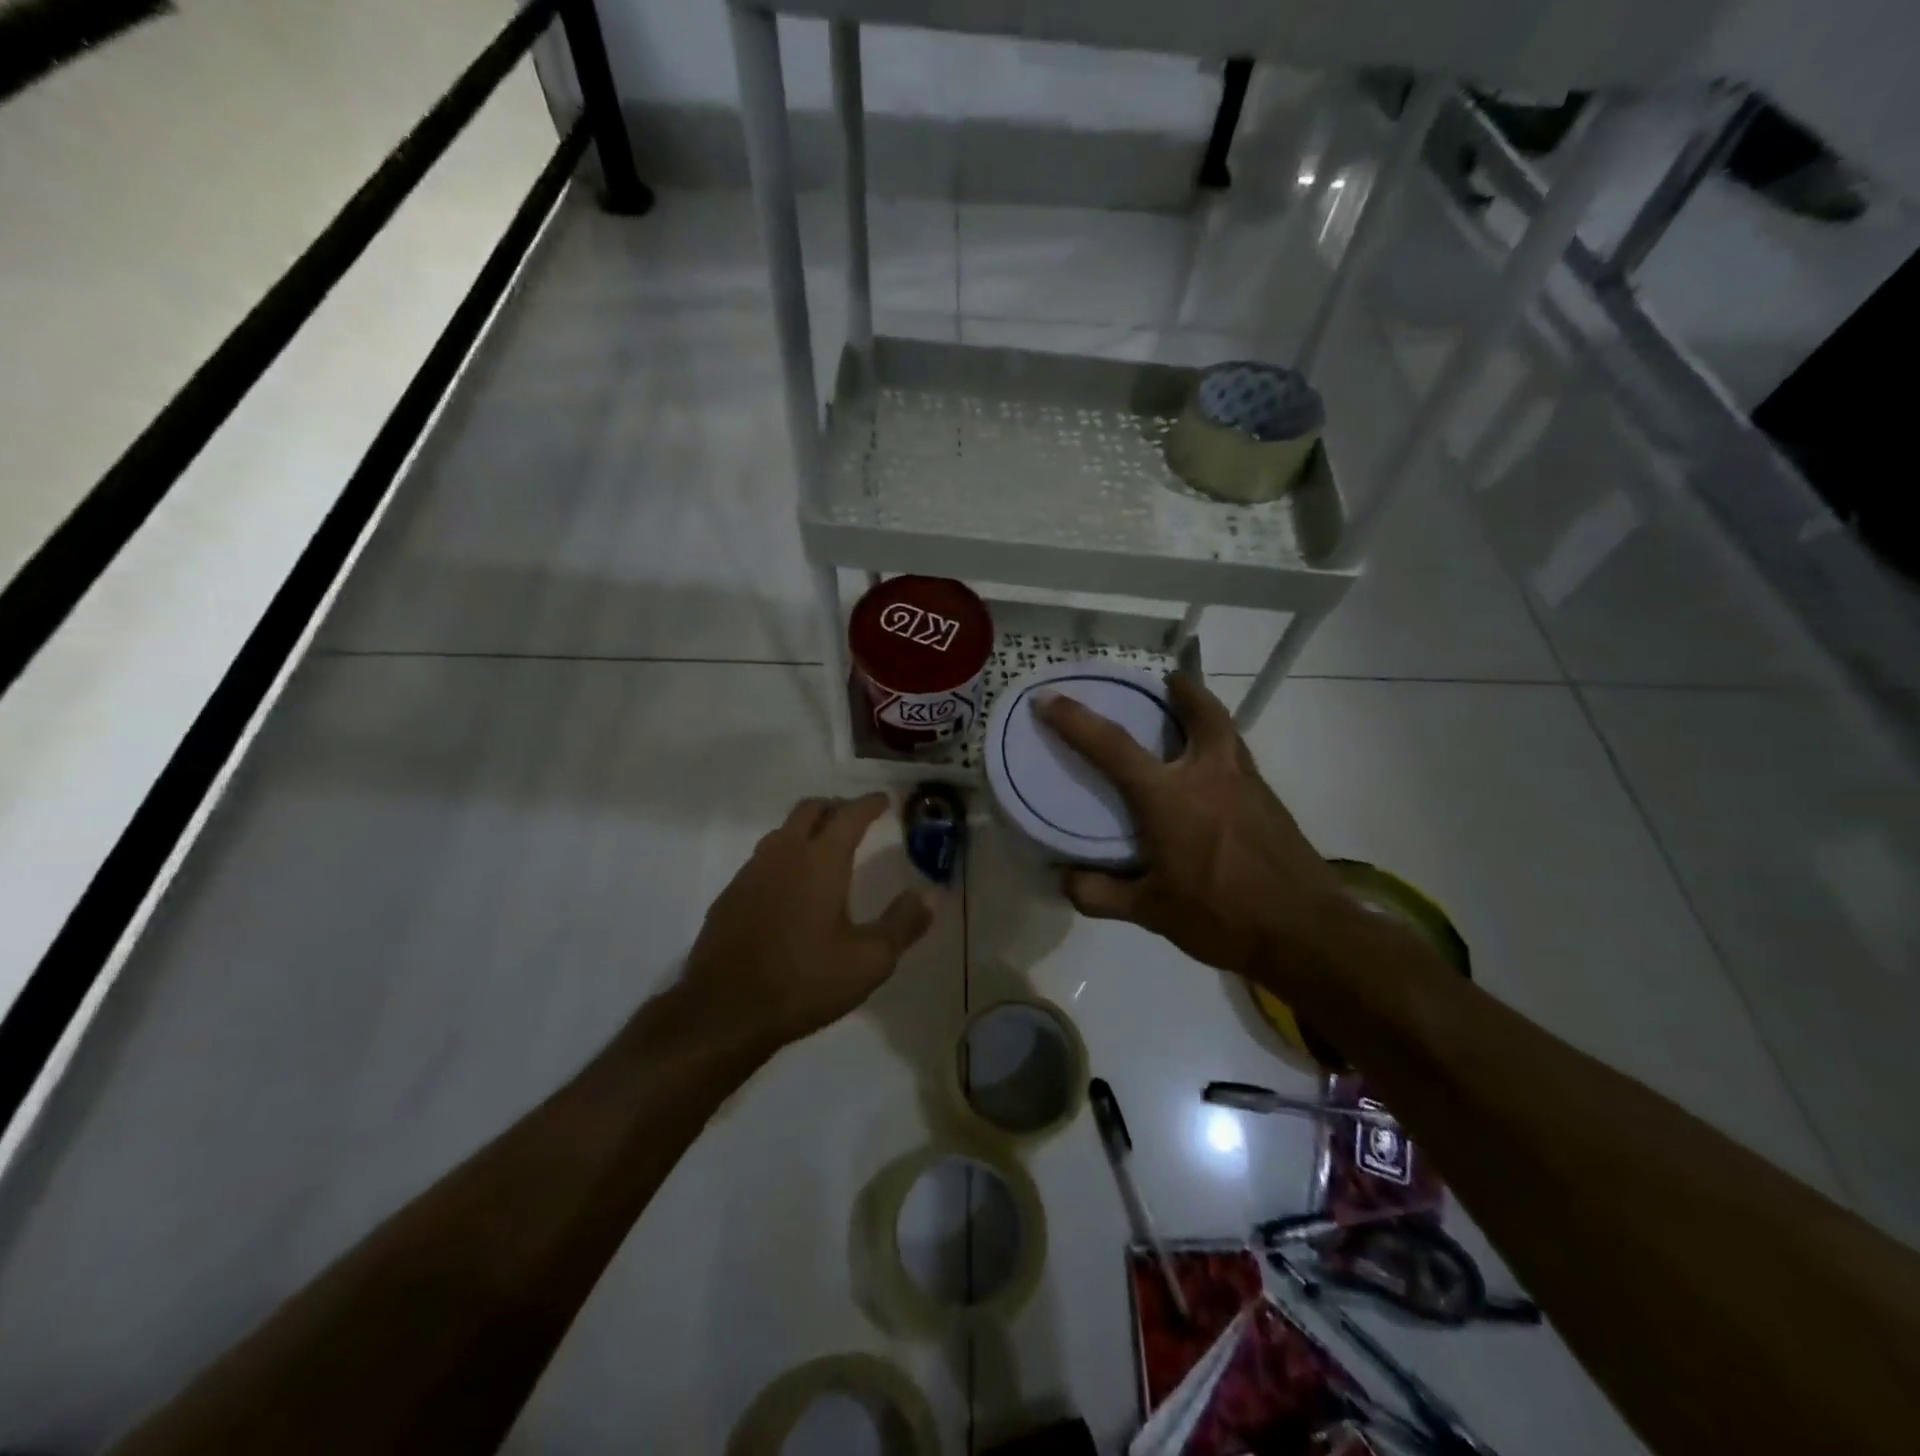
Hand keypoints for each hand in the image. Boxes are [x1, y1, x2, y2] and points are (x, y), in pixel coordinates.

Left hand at [684, 794, 934, 1049]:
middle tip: (855, 819)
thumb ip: (903, 923)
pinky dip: (784, 857)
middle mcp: (784, 854)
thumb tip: (931, 894)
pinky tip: (790, 887)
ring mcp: (751, 873)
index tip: (884, 800)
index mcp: (821, 861)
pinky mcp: (730, 895)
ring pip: (782, 832)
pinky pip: (762, 860)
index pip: (849, 815)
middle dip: (835, 808)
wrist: (724, 1011)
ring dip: (806, 830)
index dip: (869, 804)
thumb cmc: (804, 981)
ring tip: (825, 848)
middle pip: (810, 810)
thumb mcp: (869, 960)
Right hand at [1034, 673, 1350, 982]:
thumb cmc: (1222, 917)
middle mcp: (1210, 776)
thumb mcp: (1151, 912)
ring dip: (1207, 714)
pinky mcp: (1271, 803)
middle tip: (1166, 682)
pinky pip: (1241, 759)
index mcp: (1171, 798)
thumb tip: (1064, 879)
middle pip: (1201, 713)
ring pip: (1227, 731)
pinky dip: (1223, 749)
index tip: (1048, 698)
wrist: (1307, 934)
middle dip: (1182, 690)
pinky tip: (1214, 778)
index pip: (1112, 747)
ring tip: (1191, 718)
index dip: (1075, 720)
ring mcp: (1248, 786)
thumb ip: (1100, 894)